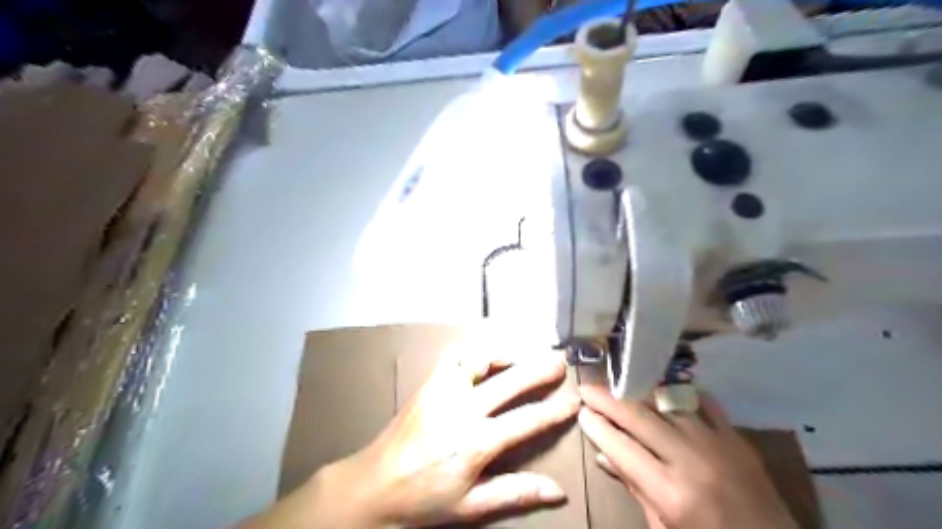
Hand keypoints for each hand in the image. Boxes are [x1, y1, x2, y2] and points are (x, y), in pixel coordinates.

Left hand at [321, 344, 578, 526]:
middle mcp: (462, 409)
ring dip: (505, 354)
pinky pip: (454, 357)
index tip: (574, 400)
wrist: (373, 484)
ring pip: (479, 360)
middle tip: (559, 361)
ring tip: (524, 354)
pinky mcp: (428, 383)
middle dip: (538, 370)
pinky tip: (485, 357)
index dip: (554, 410)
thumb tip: (557, 491)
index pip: (525, 421)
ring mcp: (443, 391)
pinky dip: (474, 353)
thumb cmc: (424, 498)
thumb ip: (514, 493)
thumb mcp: (471, 506)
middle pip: (509, 383)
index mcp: (475, 442)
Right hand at [578, 385, 796, 527]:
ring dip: (638, 392)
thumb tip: (604, 456)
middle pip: (639, 417)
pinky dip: (679, 393)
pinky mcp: (738, 438)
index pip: (621, 447)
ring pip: (667, 404)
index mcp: (671, 493)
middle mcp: (691, 460)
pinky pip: (704, 403)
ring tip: (617, 385)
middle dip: (608, 400)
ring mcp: (717, 444)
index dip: (597, 427)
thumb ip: (635, 488)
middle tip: (587, 388)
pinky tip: (663, 388)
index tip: (581, 412)